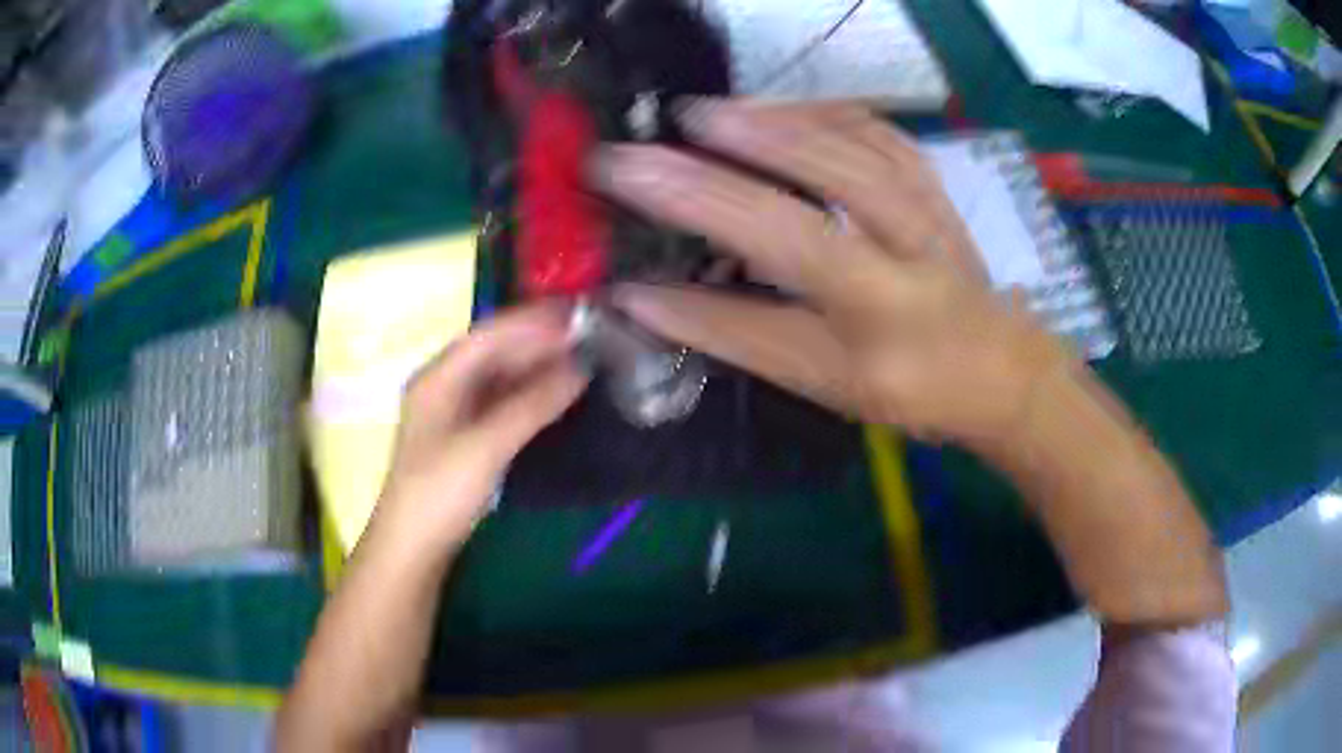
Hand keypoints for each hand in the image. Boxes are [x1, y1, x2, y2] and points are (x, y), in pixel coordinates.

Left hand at [373, 304, 586, 549]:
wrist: (413, 546)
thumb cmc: (440, 492)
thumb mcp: (486, 446)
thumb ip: (533, 404)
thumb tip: (581, 366)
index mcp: (438, 377)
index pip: (490, 334)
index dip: (534, 321)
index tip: (579, 314)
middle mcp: (445, 384)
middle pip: (496, 351)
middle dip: (540, 342)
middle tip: (591, 336)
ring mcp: (455, 409)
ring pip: (502, 375)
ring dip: (538, 366)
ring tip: (584, 357)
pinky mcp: (467, 434)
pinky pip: (504, 399)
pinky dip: (532, 392)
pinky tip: (559, 392)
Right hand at [591, 100, 1071, 449]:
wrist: (1004, 369)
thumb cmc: (914, 390)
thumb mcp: (829, 386)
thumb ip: (744, 336)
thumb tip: (651, 298)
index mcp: (878, 346)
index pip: (770, 316)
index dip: (693, 294)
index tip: (622, 269)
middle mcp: (907, 279)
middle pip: (809, 221)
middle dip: (712, 185)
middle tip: (638, 153)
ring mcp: (927, 222)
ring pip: (852, 157)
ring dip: (770, 126)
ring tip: (704, 113)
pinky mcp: (936, 189)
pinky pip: (881, 134)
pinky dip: (824, 111)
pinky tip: (780, 106)